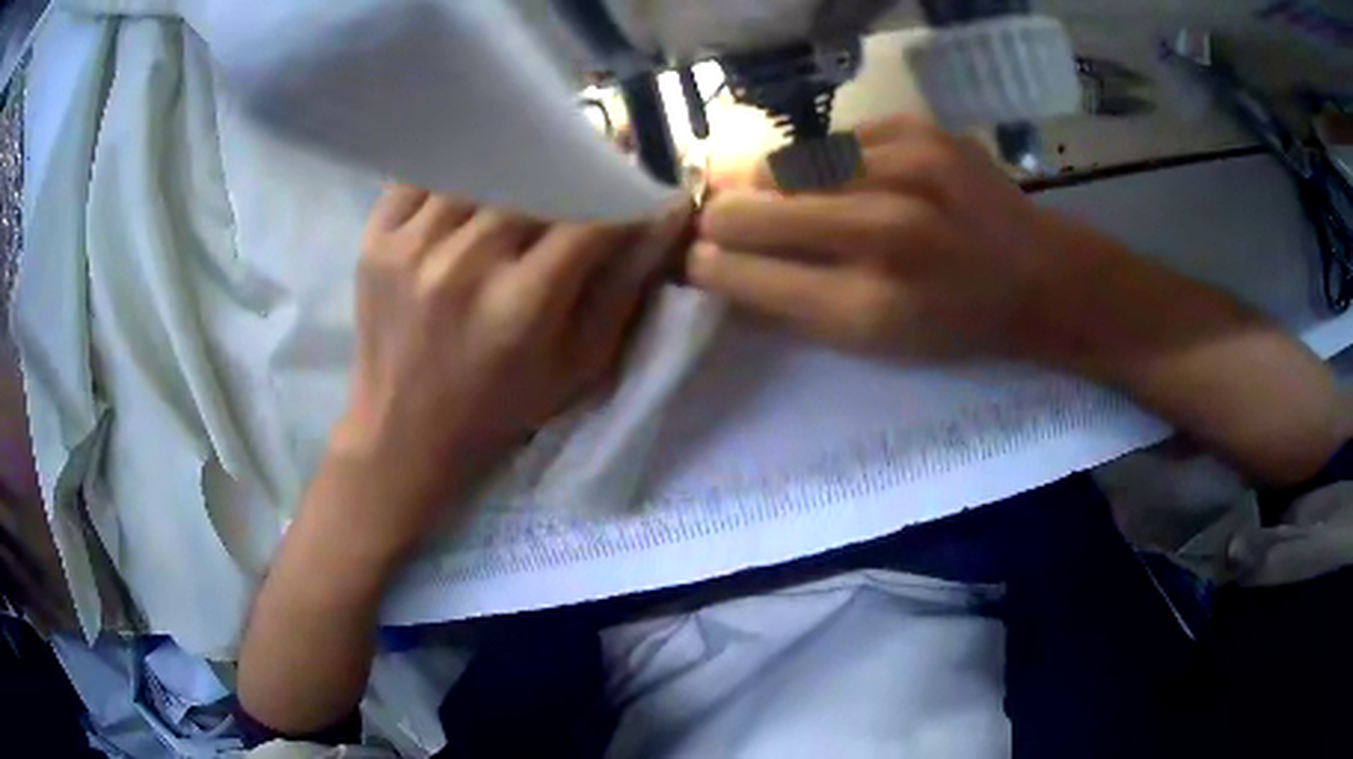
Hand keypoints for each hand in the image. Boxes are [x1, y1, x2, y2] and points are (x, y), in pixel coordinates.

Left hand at [333, 186, 686, 545]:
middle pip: (533, 180)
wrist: (402, 432)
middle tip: (582, 170)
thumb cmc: (499, 408)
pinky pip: (422, 174)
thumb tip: (666, 217)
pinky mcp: (376, 240)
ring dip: (512, 166)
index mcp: (521, 305)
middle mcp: (464, 265)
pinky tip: (469, 182)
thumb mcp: (579, 367)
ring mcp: (411, 246)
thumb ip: (624, 290)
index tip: (638, 182)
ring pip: (479, 168)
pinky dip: (453, 169)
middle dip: (569, 169)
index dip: (623, 191)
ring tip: (527, 173)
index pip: (590, 219)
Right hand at [689, 117, 1108, 362]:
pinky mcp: (921, 130)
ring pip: (789, 163)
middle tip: (714, 218)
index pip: (748, 275)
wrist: (1040, 276)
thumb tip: (720, 264)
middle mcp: (888, 232)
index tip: (694, 257)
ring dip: (769, 182)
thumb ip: (794, 305)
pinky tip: (841, 177)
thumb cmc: (956, 323)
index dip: (709, 265)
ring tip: (770, 193)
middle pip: (756, 209)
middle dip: (722, 216)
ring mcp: (907, 169)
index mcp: (872, 307)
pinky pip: (838, 140)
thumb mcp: (878, 343)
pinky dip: (825, 161)